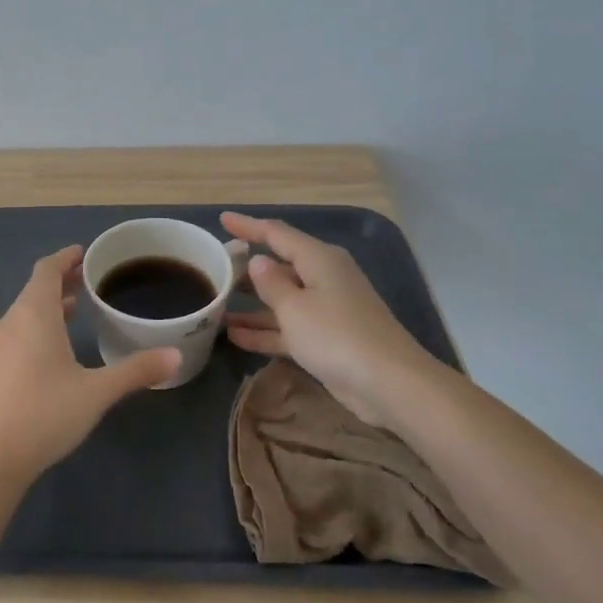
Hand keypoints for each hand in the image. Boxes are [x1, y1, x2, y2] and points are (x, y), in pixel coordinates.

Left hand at [0, 245, 178, 482]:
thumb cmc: (46, 413)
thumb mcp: (97, 391)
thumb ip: (136, 371)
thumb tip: (175, 355)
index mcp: (34, 315)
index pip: (46, 270)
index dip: (65, 258)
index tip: (84, 253)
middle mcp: (11, 322)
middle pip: (36, 289)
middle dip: (61, 280)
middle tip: (90, 278)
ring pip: (26, 311)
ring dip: (50, 304)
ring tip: (78, 306)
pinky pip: (19, 331)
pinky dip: (40, 324)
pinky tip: (57, 345)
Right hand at [220, 212, 445, 430]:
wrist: (387, 383)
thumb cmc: (336, 335)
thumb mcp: (294, 307)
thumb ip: (271, 283)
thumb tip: (259, 262)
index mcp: (319, 260)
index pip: (277, 234)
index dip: (249, 226)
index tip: (223, 219)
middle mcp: (323, 278)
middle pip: (280, 266)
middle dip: (247, 269)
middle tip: (214, 268)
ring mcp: (326, 309)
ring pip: (281, 299)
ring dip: (251, 304)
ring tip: (216, 305)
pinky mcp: (326, 338)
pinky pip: (288, 326)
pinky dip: (264, 330)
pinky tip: (234, 336)